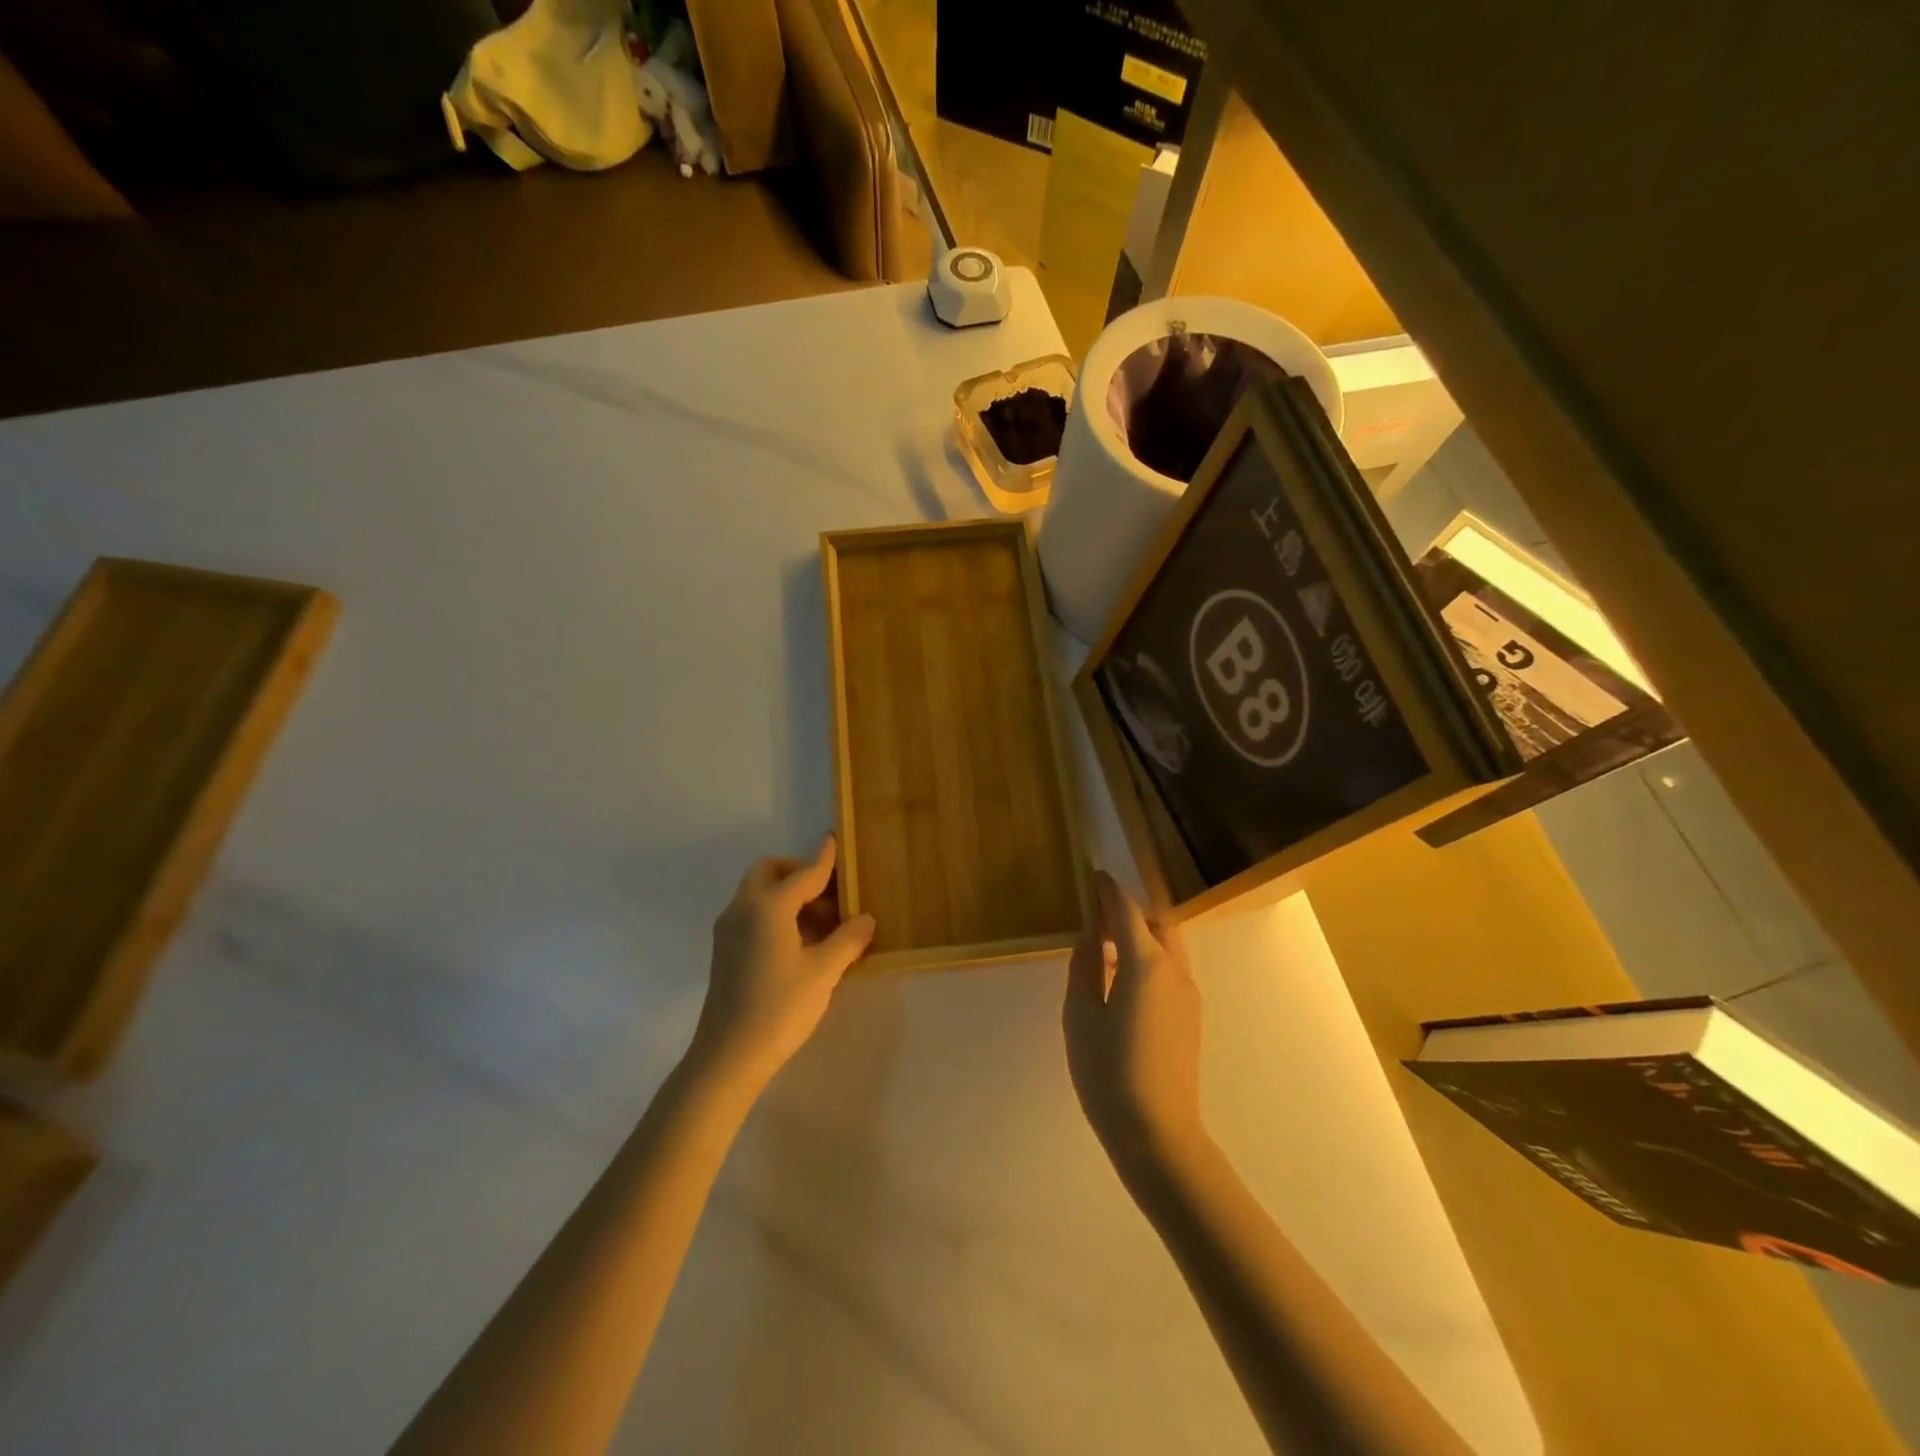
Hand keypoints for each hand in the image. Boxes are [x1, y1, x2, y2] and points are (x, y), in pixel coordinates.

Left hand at [693, 835, 875, 1083]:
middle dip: (798, 873)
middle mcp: (743, 908)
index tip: (834, 840)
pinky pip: (752, 913)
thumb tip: (866, 919)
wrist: (728, 1056)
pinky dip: (775, 912)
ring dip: (788, 894)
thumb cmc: (780, 1008)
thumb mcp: (823, 972)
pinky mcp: (724, 950)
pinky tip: (800, 942)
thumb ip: (848, 940)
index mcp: (767, 906)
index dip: (824, 860)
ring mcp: (728, 929)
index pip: (803, 874)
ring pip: (758, 893)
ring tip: (823, 923)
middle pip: (769, 872)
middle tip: (829, 893)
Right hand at [1063, 871, 1205, 1177]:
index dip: (1108, 891)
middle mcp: (1174, 970)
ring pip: (1167, 946)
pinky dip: (1148, 958)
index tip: (1094, 876)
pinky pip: (1170, 970)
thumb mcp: (1080, 1015)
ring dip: (1140, 935)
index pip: (1126, 911)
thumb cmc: (1108, 1072)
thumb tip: (1089, 934)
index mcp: (1144, 964)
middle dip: (1129, 912)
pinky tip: (1124, 982)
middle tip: (1097, 916)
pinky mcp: (1192, 1016)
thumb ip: (1085, 965)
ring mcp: (1188, 994)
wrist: (1157, 1135)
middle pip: (1155, 923)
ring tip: (1106, 948)